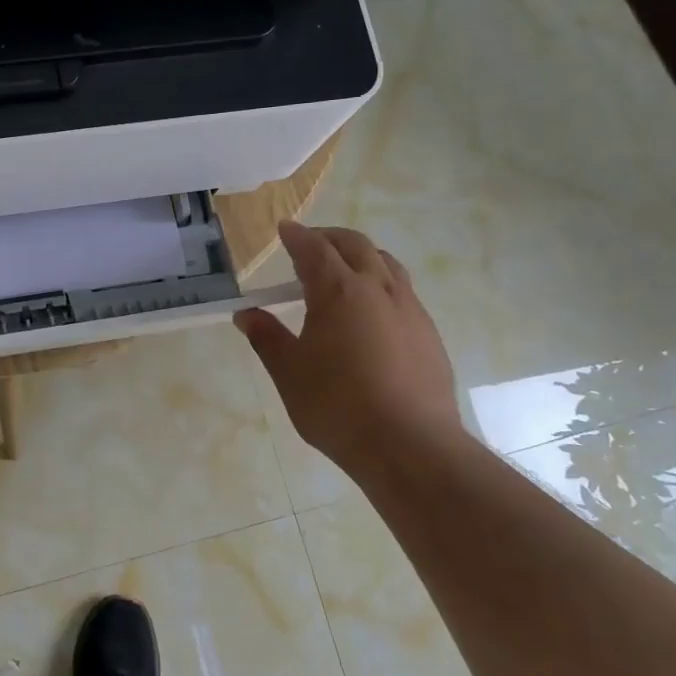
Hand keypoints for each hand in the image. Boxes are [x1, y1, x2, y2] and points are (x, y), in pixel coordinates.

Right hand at [236, 222, 465, 480]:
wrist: (411, 446)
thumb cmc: (338, 406)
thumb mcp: (289, 373)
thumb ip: (267, 338)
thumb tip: (247, 315)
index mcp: (340, 291)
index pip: (314, 249)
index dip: (296, 236)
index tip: (284, 229)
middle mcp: (378, 289)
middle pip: (356, 246)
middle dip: (330, 238)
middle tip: (310, 244)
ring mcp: (410, 309)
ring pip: (386, 264)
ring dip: (361, 256)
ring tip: (343, 270)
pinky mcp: (429, 333)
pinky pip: (403, 291)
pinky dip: (381, 283)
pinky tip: (372, 312)